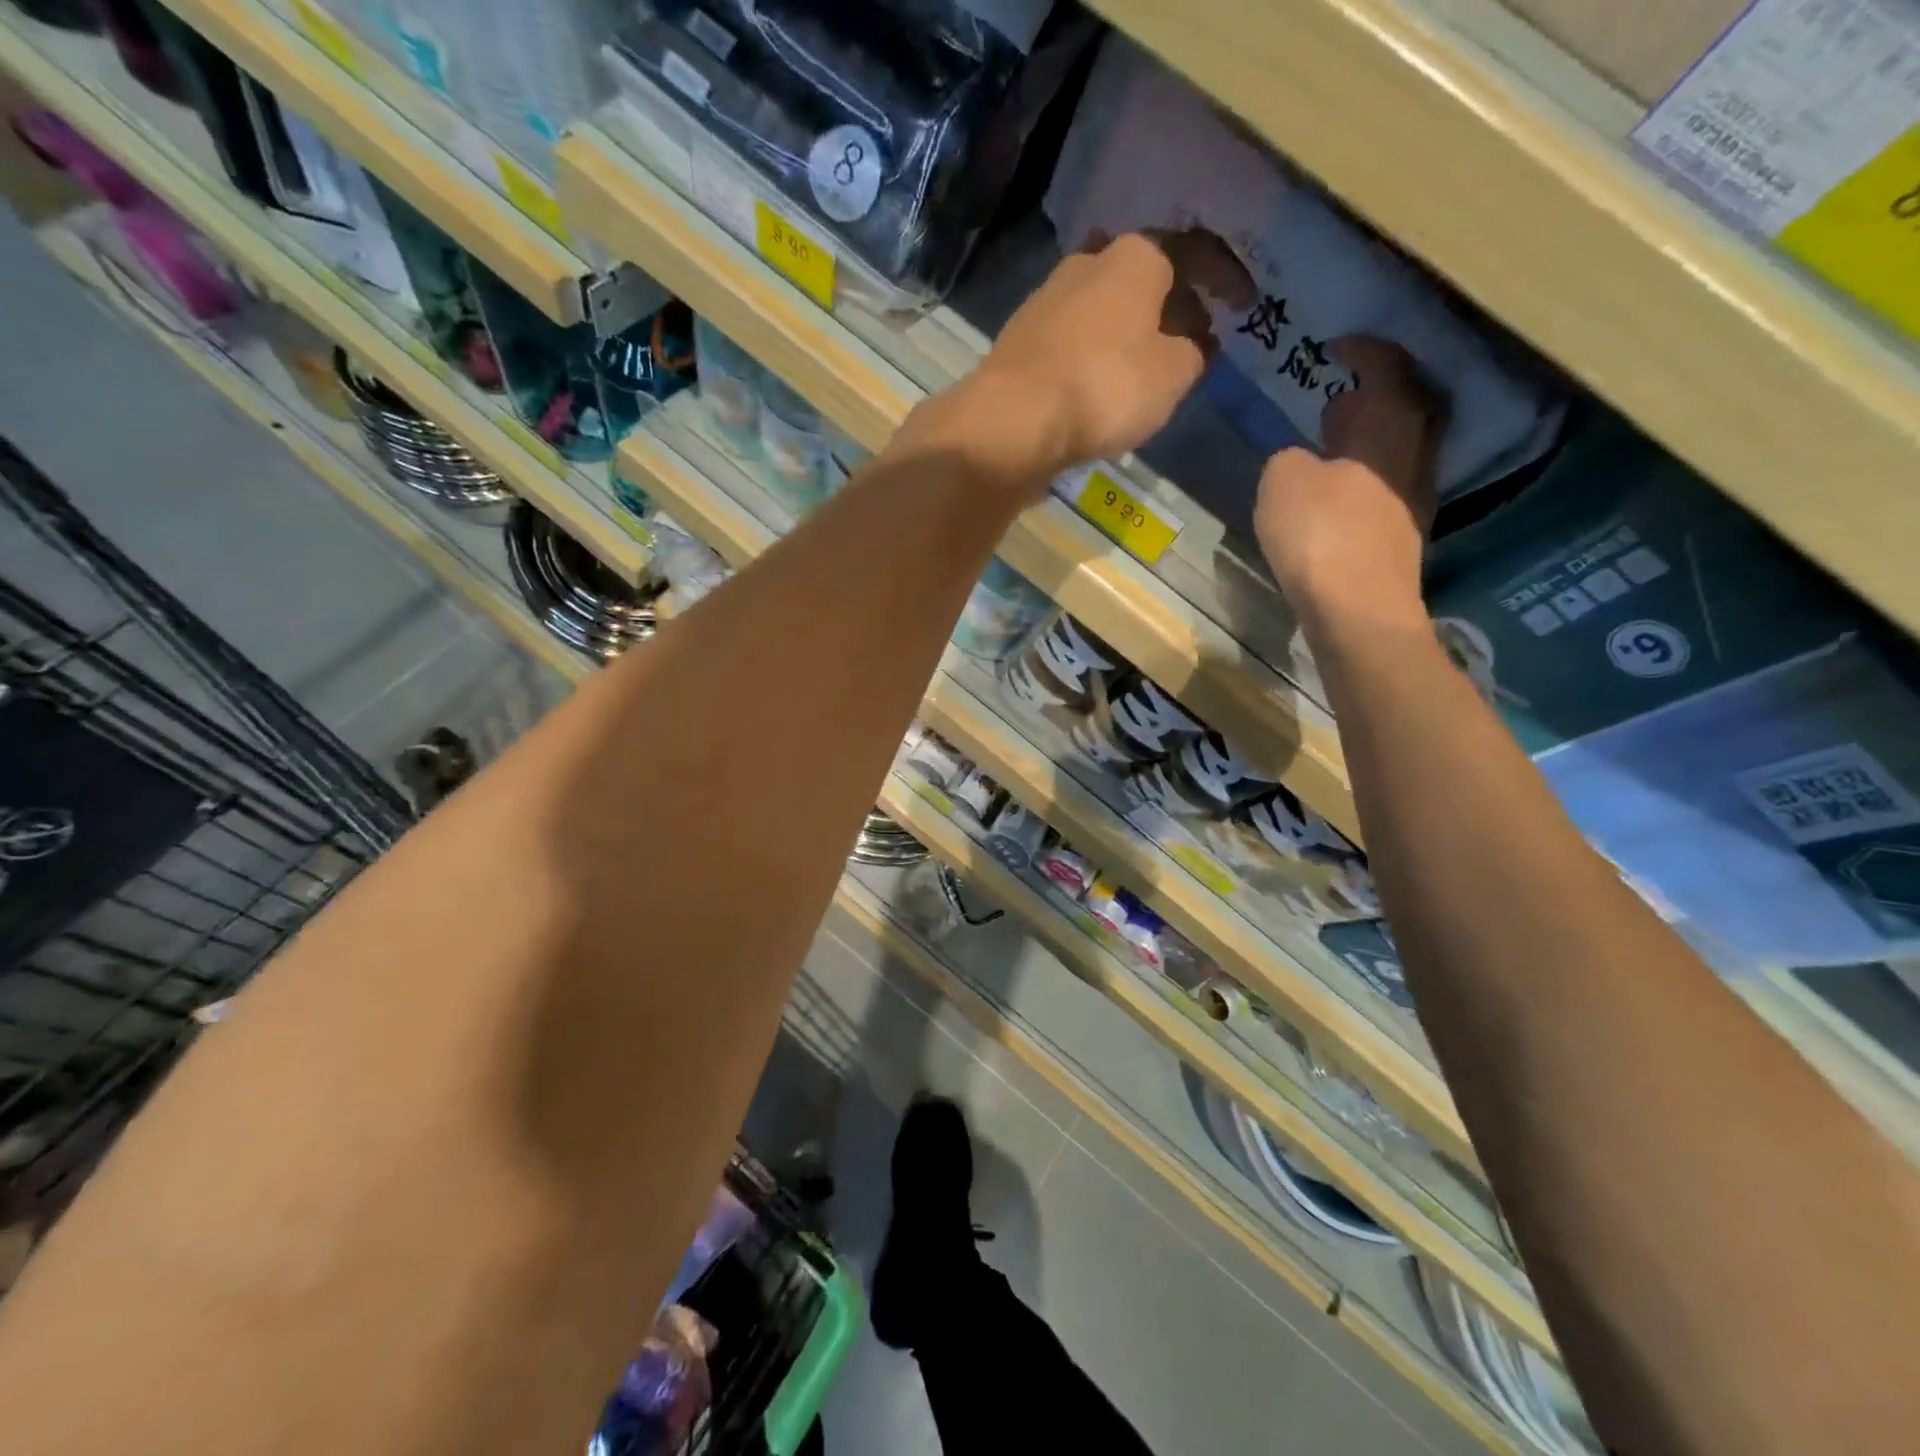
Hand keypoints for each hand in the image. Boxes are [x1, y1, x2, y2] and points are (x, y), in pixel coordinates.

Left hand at [927, 233, 1210, 486]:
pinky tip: (1100, 383)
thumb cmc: (1105, 387)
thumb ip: (1195, 351)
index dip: (1225, 279)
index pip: (1195, 253)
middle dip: (1172, 306)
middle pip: (1144, 279)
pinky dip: (1096, 354)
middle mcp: (1088, 262)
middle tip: (1192, 340)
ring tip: (1147, 367)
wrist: (1013, 420)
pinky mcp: (1021, 340)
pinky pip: (1075, 340)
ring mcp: (1047, 299)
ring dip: (1130, 333)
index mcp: (1136, 256)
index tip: (1243, 305)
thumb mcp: (1174, 373)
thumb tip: (1196, 341)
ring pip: (1105, 309)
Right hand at [1255, 336, 1443, 624]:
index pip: (1387, 369)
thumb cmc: (1321, 535)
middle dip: (1379, 392)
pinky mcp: (1400, 536)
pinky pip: (1387, 482)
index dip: (1365, 350)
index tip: (1339, 343)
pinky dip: (1364, 472)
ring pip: (1399, 448)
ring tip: (1334, 437)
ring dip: (1372, 435)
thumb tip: (1301, 459)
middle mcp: (1413, 456)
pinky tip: (1336, 488)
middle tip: (1343, 390)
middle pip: (1408, 407)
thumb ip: (1289, 457)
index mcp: (1390, 428)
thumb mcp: (1281, 481)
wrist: (1356, 611)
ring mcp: (1412, 499)